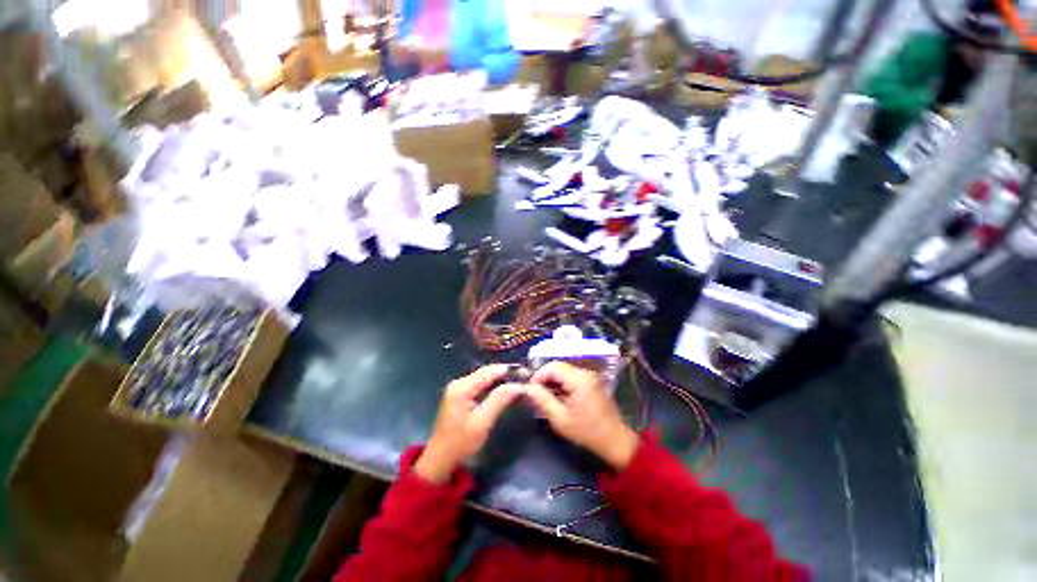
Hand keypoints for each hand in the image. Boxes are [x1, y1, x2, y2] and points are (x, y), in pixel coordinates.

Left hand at [415, 365, 521, 483]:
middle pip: (486, 372)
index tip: (527, 373)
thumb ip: (499, 400)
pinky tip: (504, 389)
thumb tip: (518, 384)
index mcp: (462, 387)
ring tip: (518, 381)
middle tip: (525, 377)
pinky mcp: (459, 395)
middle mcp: (459, 382)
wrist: (439, 461)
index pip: (490, 371)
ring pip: (484, 377)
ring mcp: (458, 388)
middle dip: (506, 373)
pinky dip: (492, 385)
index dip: (509, 370)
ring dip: (500, 379)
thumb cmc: (461, 443)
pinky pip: (479, 384)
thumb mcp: (482, 422)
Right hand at [524, 362, 639, 470]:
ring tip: (545, 396)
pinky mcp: (592, 381)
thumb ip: (542, 400)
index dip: (538, 375)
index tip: (529, 389)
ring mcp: (590, 375)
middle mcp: (585, 372)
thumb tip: (527, 387)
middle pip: (558, 366)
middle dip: (544, 378)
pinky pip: (572, 375)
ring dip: (552, 380)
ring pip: (564, 370)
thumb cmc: (587, 432)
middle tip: (535, 393)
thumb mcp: (560, 419)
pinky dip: (562, 383)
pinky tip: (558, 396)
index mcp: (579, 379)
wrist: (615, 441)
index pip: (552, 367)